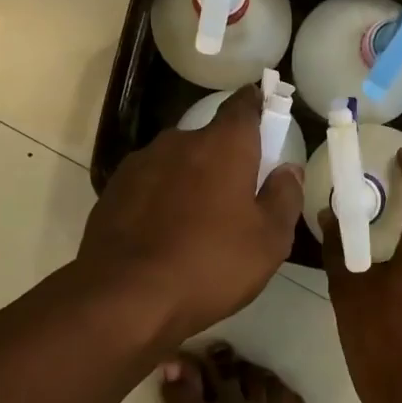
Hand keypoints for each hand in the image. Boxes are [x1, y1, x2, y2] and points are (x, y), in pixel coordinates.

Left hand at [79, 86, 303, 341]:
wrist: (125, 297)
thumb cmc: (211, 265)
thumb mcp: (269, 240)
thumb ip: (284, 197)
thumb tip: (288, 169)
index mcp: (223, 145)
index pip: (243, 105)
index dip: (257, 105)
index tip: (266, 111)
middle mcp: (179, 141)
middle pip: (209, 138)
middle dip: (225, 157)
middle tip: (238, 194)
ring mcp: (140, 164)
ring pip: (177, 162)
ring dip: (191, 179)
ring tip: (199, 221)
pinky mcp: (113, 191)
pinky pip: (150, 185)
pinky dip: (162, 199)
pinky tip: (166, 234)